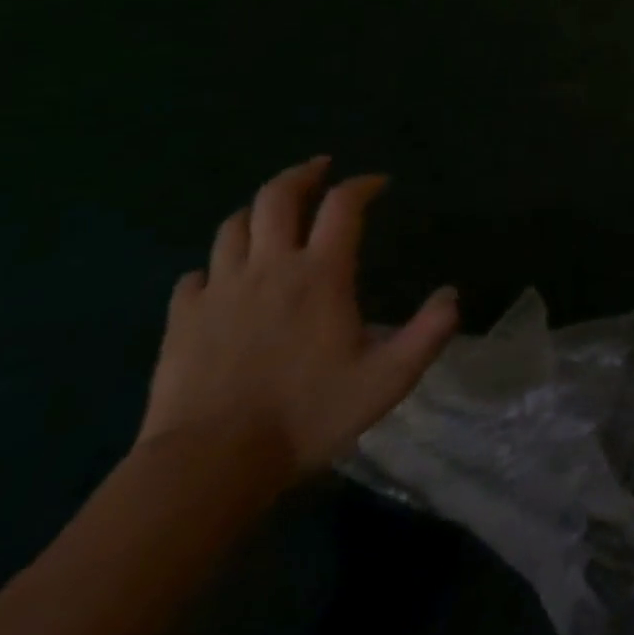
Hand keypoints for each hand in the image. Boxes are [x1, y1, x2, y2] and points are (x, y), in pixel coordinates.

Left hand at [137, 157, 458, 476]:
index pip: (343, 205)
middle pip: (276, 197)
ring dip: (257, 210)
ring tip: (274, 213)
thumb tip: (452, 295)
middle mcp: (269, 268)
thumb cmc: (307, 415)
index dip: (362, 185)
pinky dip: (216, 264)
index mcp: (320, 274)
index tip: (379, 183)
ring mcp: (219, 291)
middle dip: (302, 175)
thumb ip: (429, 332)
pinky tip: (224, 277)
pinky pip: (195, 275)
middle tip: (321, 169)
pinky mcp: (181, 320)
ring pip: (233, 227)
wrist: (208, 466)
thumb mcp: (388, 379)